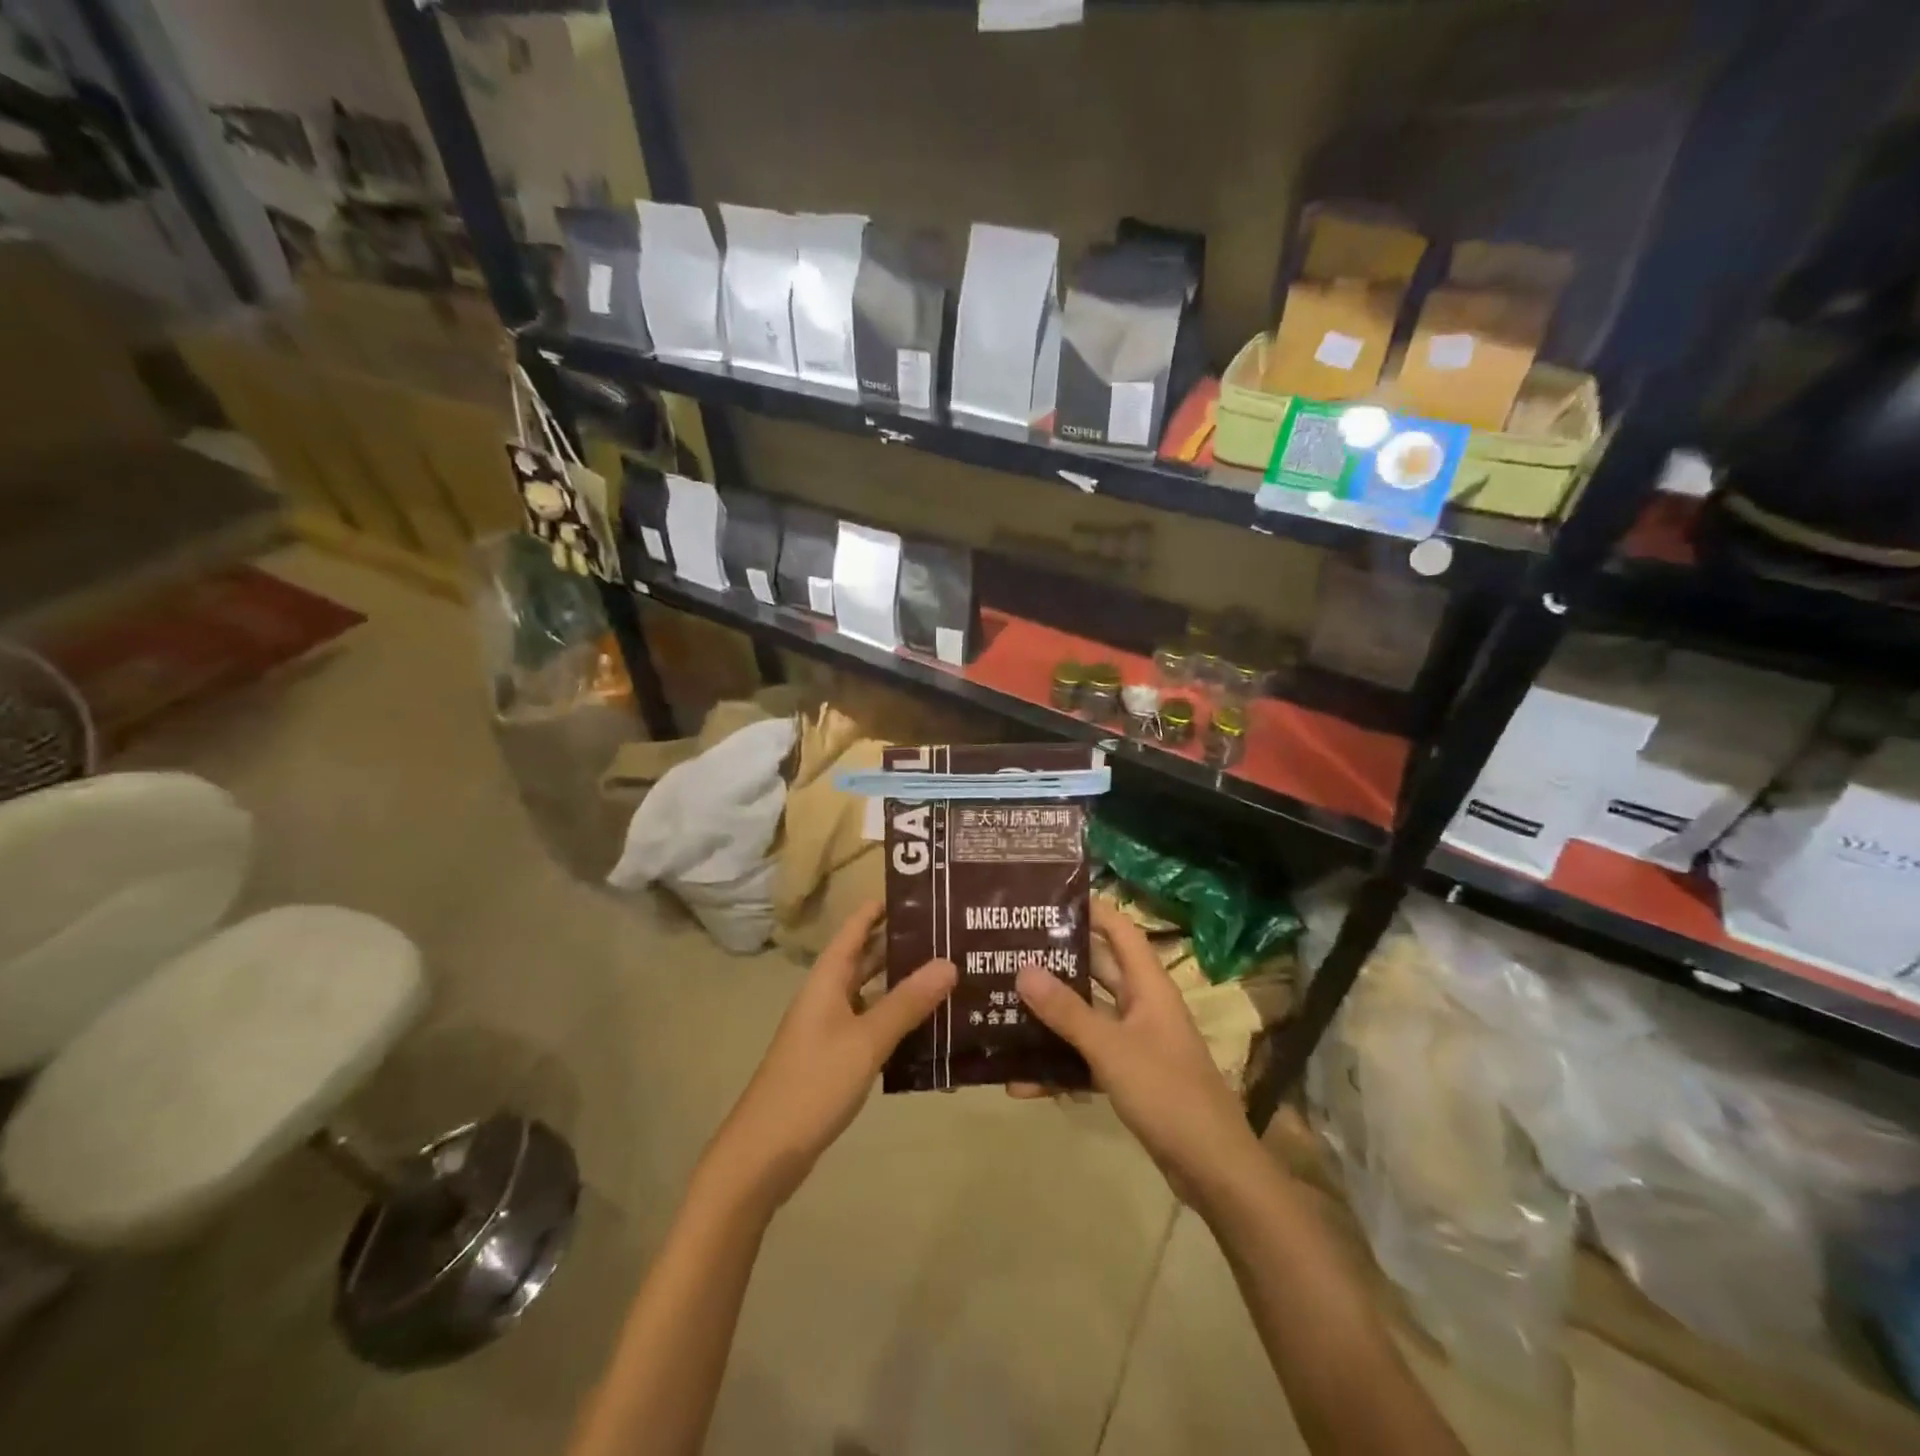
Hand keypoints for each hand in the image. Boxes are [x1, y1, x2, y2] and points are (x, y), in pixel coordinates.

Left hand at [697, 900, 955, 1216]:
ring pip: (874, 993)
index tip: (924, 891)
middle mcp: (828, 994)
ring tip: (952, 975)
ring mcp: (831, 1027)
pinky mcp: (837, 1057)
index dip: (883, 906)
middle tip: (953, 934)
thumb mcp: (866, 1040)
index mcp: (827, 978)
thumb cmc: (813, 1083)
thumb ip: (907, 1002)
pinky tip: (932, 1027)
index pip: (856, 926)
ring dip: (906, 985)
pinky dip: (899, 1020)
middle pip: (868, 958)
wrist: (765, 1153)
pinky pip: (873, 1025)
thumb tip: (949, 962)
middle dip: (905, 945)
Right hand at [1015, 900, 1269, 1211]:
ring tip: (1003, 1008)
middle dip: (1057, 963)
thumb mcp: (1110, 1048)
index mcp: (1148, 986)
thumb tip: (1022, 969)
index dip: (1091, 909)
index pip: (1121, 930)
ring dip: (1052, 1017)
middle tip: (1011, 952)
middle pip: (1097, 971)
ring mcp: (1136, 1042)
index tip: (1048, 899)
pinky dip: (1059, 1066)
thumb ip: (1066, 1011)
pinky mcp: (1129, 1076)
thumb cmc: (1166, 1092)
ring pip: (1087, 1017)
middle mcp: (1142, 1006)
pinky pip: (1087, 1058)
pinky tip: (1021, 1082)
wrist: (1213, 1169)